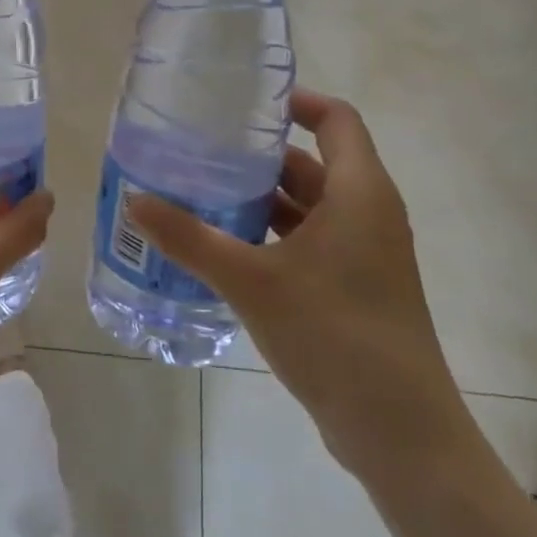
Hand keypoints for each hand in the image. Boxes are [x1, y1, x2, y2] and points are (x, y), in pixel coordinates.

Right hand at [130, 90, 473, 481]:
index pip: (335, 119)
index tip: (244, 102)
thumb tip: (134, 201)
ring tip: (204, 192)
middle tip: (204, 149)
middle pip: (313, 162)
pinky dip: (273, 234)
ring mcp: (365, 254)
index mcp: (359, 193)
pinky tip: (226, 246)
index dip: (295, 101)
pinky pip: (310, 241)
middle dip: (260, 155)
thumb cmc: (335, 335)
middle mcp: (368, 214)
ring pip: (309, 206)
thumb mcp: (252, 281)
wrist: (401, 435)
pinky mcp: (355, 288)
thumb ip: (191, 238)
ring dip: (262, 198)